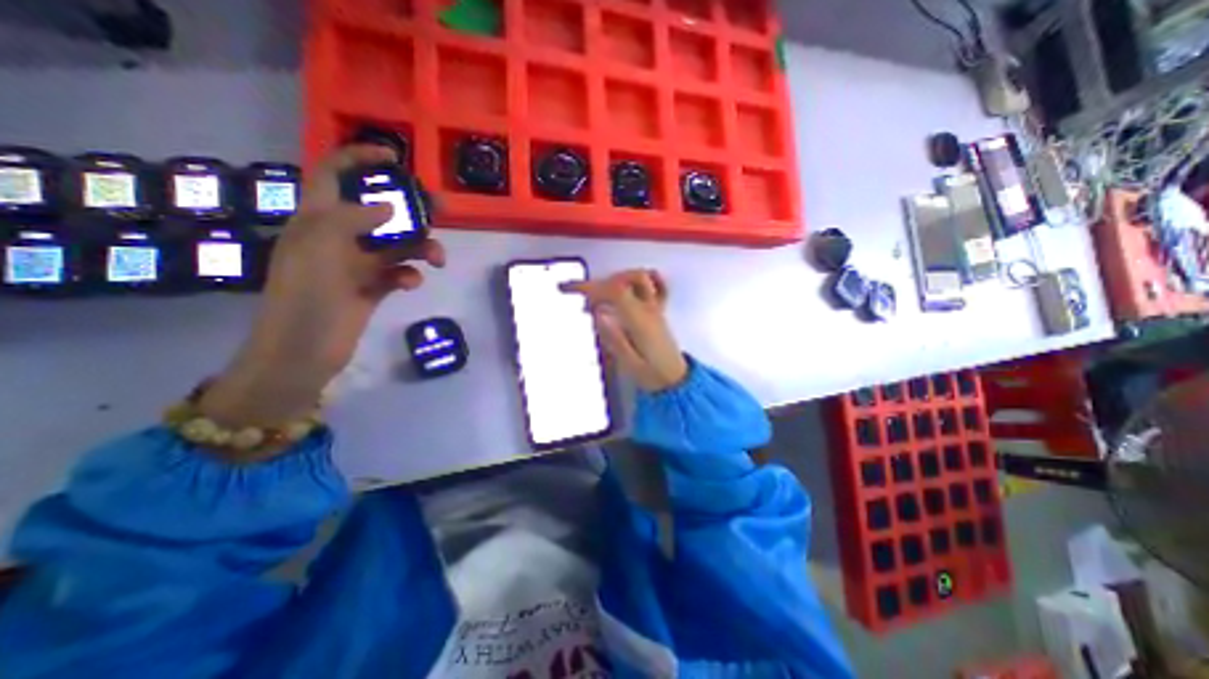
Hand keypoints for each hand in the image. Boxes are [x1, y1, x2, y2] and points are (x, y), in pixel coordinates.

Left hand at [199, 144, 443, 429]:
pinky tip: (410, 284)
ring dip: (421, 248)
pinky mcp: (373, 287)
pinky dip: (410, 274)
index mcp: (318, 219)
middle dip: (409, 207)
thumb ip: (353, 220)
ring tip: (438, 259)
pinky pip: (399, 272)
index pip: (334, 174)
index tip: (395, 158)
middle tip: (440, 209)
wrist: (304, 351)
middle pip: (379, 210)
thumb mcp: (320, 249)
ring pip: (398, 244)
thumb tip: (389, 208)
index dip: (360, 159)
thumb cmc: (305, 297)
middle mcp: (339, 236)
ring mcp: (358, 263)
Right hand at [568, 265, 689, 388]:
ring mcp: (656, 307)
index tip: (569, 288)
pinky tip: (626, 287)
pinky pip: (654, 284)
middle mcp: (649, 309)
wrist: (676, 380)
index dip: (590, 287)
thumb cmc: (652, 375)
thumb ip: (614, 338)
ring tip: (600, 295)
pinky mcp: (658, 310)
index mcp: (640, 321)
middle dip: (597, 284)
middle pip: (622, 281)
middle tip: (580, 297)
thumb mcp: (629, 363)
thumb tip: (598, 313)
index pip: (614, 292)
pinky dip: (635, 281)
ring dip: (614, 280)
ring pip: (637, 278)